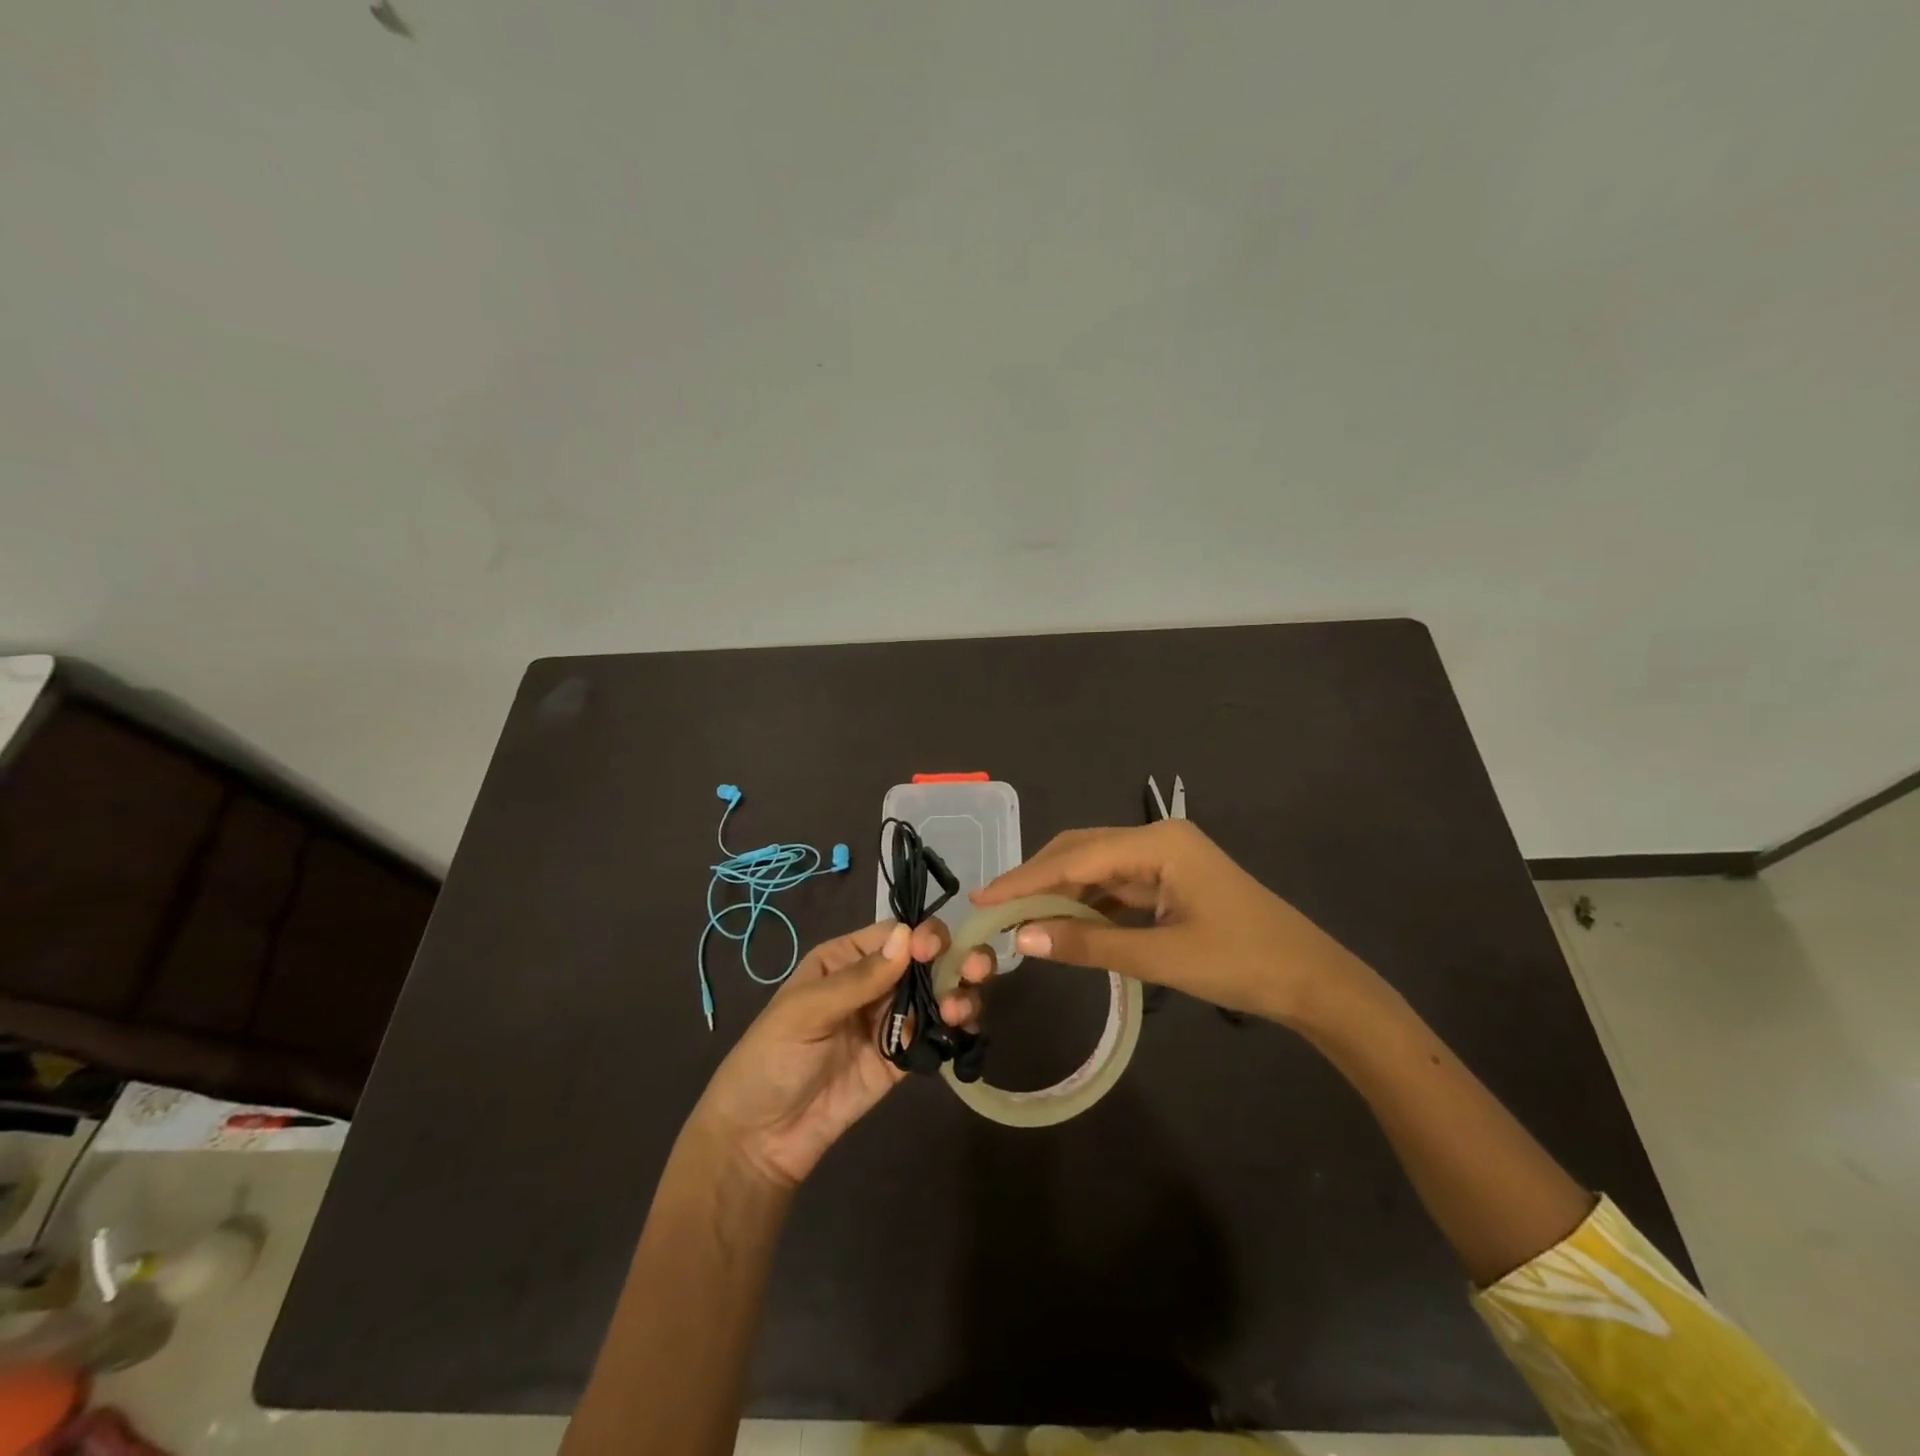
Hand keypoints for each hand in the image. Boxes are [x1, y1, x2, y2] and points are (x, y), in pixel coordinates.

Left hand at [690, 919, 991, 1187]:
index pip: (895, 935)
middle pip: (927, 960)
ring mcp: (893, 1021)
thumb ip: (858, 978)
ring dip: (960, 993)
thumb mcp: (805, 1012)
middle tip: (974, 970)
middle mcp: (876, 982)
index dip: (921, 936)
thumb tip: (908, 935)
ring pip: (940, 994)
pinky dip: (958, 1028)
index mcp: (846, 959)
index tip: (934, 951)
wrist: (762, 1140)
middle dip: (955, 959)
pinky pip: (938, 1034)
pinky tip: (964, 1030)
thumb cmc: (771, 1059)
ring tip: (961, 1010)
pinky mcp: (905, 1058)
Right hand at [970, 820, 1365, 1024]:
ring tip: (1020, 920)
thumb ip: (1089, 944)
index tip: (982, 899)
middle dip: (1038, 880)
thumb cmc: (1242, 963)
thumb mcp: (1161, 956)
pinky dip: (1088, 904)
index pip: (1075, 856)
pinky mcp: (1172, 880)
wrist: (1314, 982)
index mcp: (1158, 843)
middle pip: (1082, 851)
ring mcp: (1167, 858)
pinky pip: (1117, 885)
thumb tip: (1022, 939)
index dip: (1025, 880)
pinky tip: (1065, 924)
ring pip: (1097, 868)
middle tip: (995, 910)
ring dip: (1061, 893)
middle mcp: (1157, 838)